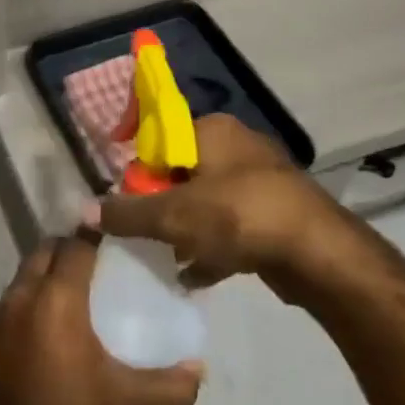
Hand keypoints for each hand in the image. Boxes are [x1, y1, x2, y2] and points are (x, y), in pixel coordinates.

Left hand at [0, 236, 201, 404]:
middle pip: (49, 248)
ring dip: (52, 268)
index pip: (77, 245)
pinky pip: (18, 291)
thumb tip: (198, 370)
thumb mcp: (124, 403)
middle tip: (102, 263)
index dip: (97, 236)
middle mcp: (26, 291)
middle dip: (72, 246)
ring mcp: (3, 308)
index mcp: (58, 297)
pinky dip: (36, 290)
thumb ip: (168, 387)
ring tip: (82, 287)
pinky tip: (55, 318)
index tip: (120, 240)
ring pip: (30, 268)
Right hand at [94, 113, 383, 302]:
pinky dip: (213, 246)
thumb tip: (84, 211)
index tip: (129, 207)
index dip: (138, 175)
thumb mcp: (173, 215)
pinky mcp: (277, 212)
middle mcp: (237, 145)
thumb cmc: (239, 217)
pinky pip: (232, 225)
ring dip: (185, 230)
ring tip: (167, 257)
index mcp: (211, 130)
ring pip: (207, 202)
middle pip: (181, 173)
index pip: (158, 142)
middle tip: (147, 235)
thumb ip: (126, 213)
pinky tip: (195, 275)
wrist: (320, 254)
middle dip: (161, 207)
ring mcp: (261, 179)